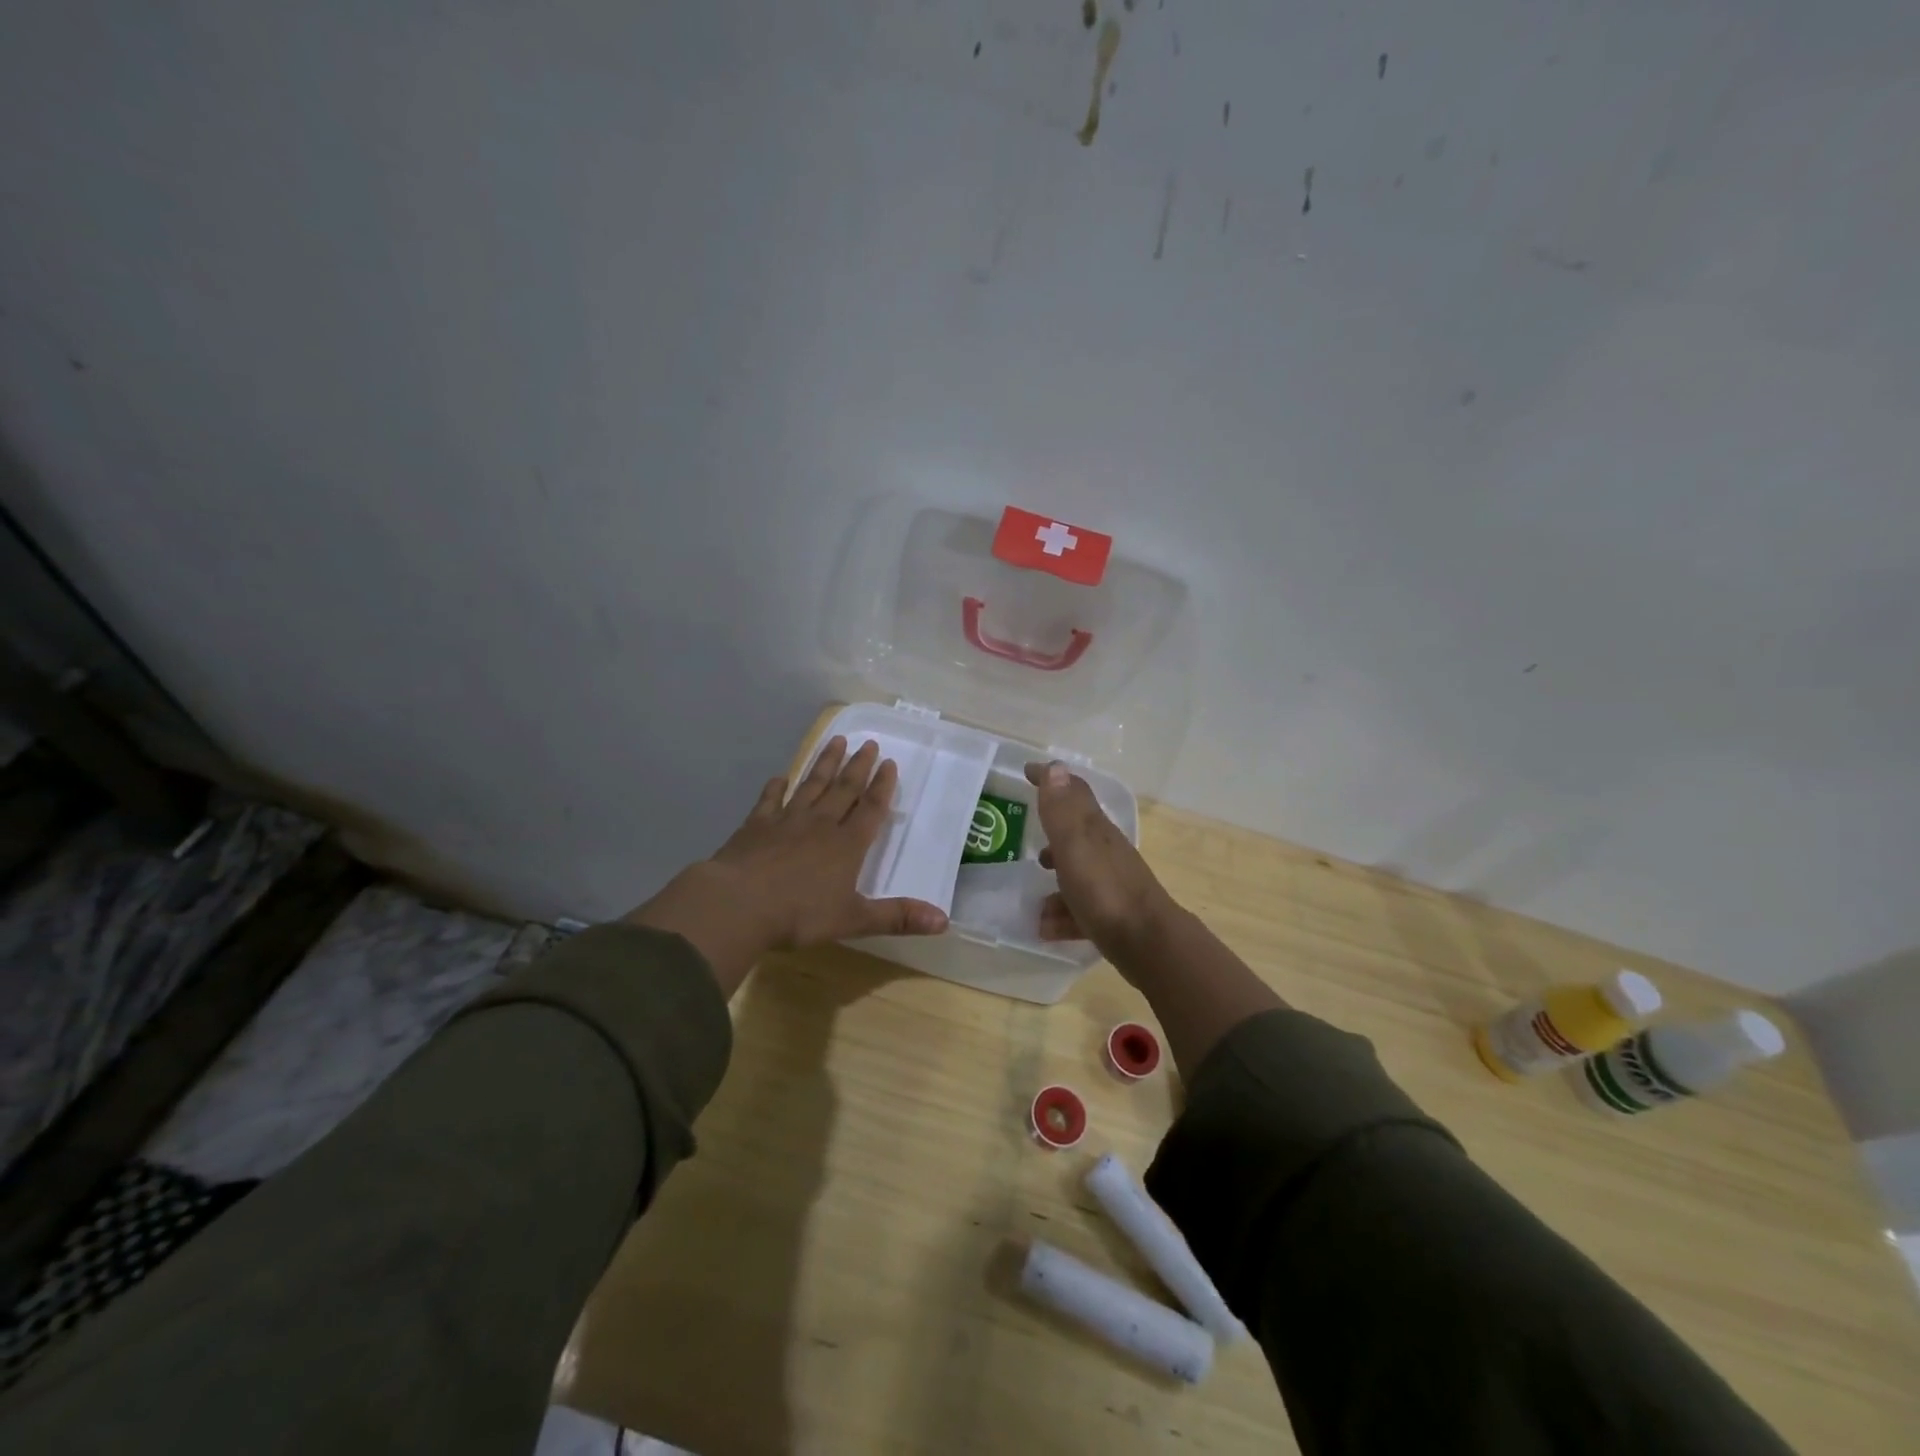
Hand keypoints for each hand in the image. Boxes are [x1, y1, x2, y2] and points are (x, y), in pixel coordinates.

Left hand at [626, 737, 948, 993]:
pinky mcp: (756, 826)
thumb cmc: (800, 914)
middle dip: (858, 766)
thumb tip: (944, 921)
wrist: (738, 904)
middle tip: (869, 743)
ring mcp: (786, 821)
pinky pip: (770, 800)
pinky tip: (780, 777)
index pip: (870, 809)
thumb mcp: (854, 919)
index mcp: (847, 845)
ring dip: (825, 764)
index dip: (882, 787)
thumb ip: (897, 917)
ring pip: (811, 785)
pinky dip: (776, 787)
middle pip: (844, 789)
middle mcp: (820, 825)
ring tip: (836, 740)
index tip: (889, 763)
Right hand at [1026, 761, 1173, 957]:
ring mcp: (1111, 883)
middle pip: (1077, 833)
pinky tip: (1046, 928)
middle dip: (1053, 831)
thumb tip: (1056, 767)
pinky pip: (1080, 907)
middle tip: (1027, 836)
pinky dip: (1063, 913)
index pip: (1074, 792)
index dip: (1051, 779)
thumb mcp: (1075, 845)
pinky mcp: (1112, 914)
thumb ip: (1062, 810)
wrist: (1147, 943)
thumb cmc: (1104, 890)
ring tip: (1033, 892)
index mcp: (1096, 829)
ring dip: (1057, 875)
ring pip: (1078, 871)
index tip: (1028, 772)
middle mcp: (1105, 851)